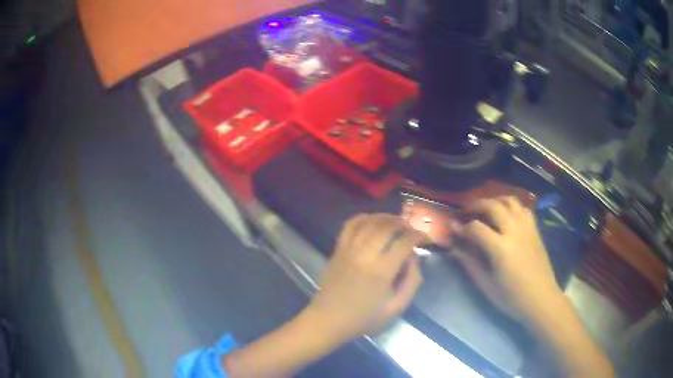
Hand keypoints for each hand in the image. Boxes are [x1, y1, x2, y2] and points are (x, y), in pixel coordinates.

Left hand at [306, 214, 427, 342]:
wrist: (328, 320)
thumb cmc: (363, 318)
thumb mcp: (396, 308)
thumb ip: (411, 282)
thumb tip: (414, 258)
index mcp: (381, 271)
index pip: (404, 242)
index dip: (419, 236)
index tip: (426, 239)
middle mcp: (365, 254)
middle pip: (387, 226)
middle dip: (404, 224)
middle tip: (412, 231)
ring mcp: (349, 249)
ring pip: (369, 221)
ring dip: (386, 218)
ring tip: (396, 223)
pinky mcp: (337, 249)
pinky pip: (350, 225)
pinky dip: (364, 218)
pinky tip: (373, 221)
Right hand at [452, 197, 563, 320]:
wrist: (541, 299)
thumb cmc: (511, 297)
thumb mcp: (486, 284)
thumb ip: (470, 262)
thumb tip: (454, 246)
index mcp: (501, 248)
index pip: (476, 228)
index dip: (462, 227)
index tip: (454, 229)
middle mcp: (514, 231)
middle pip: (493, 206)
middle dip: (476, 206)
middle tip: (466, 213)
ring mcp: (527, 228)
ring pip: (510, 201)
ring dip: (495, 201)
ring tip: (486, 209)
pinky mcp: (535, 229)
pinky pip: (522, 208)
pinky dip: (511, 206)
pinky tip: (506, 216)